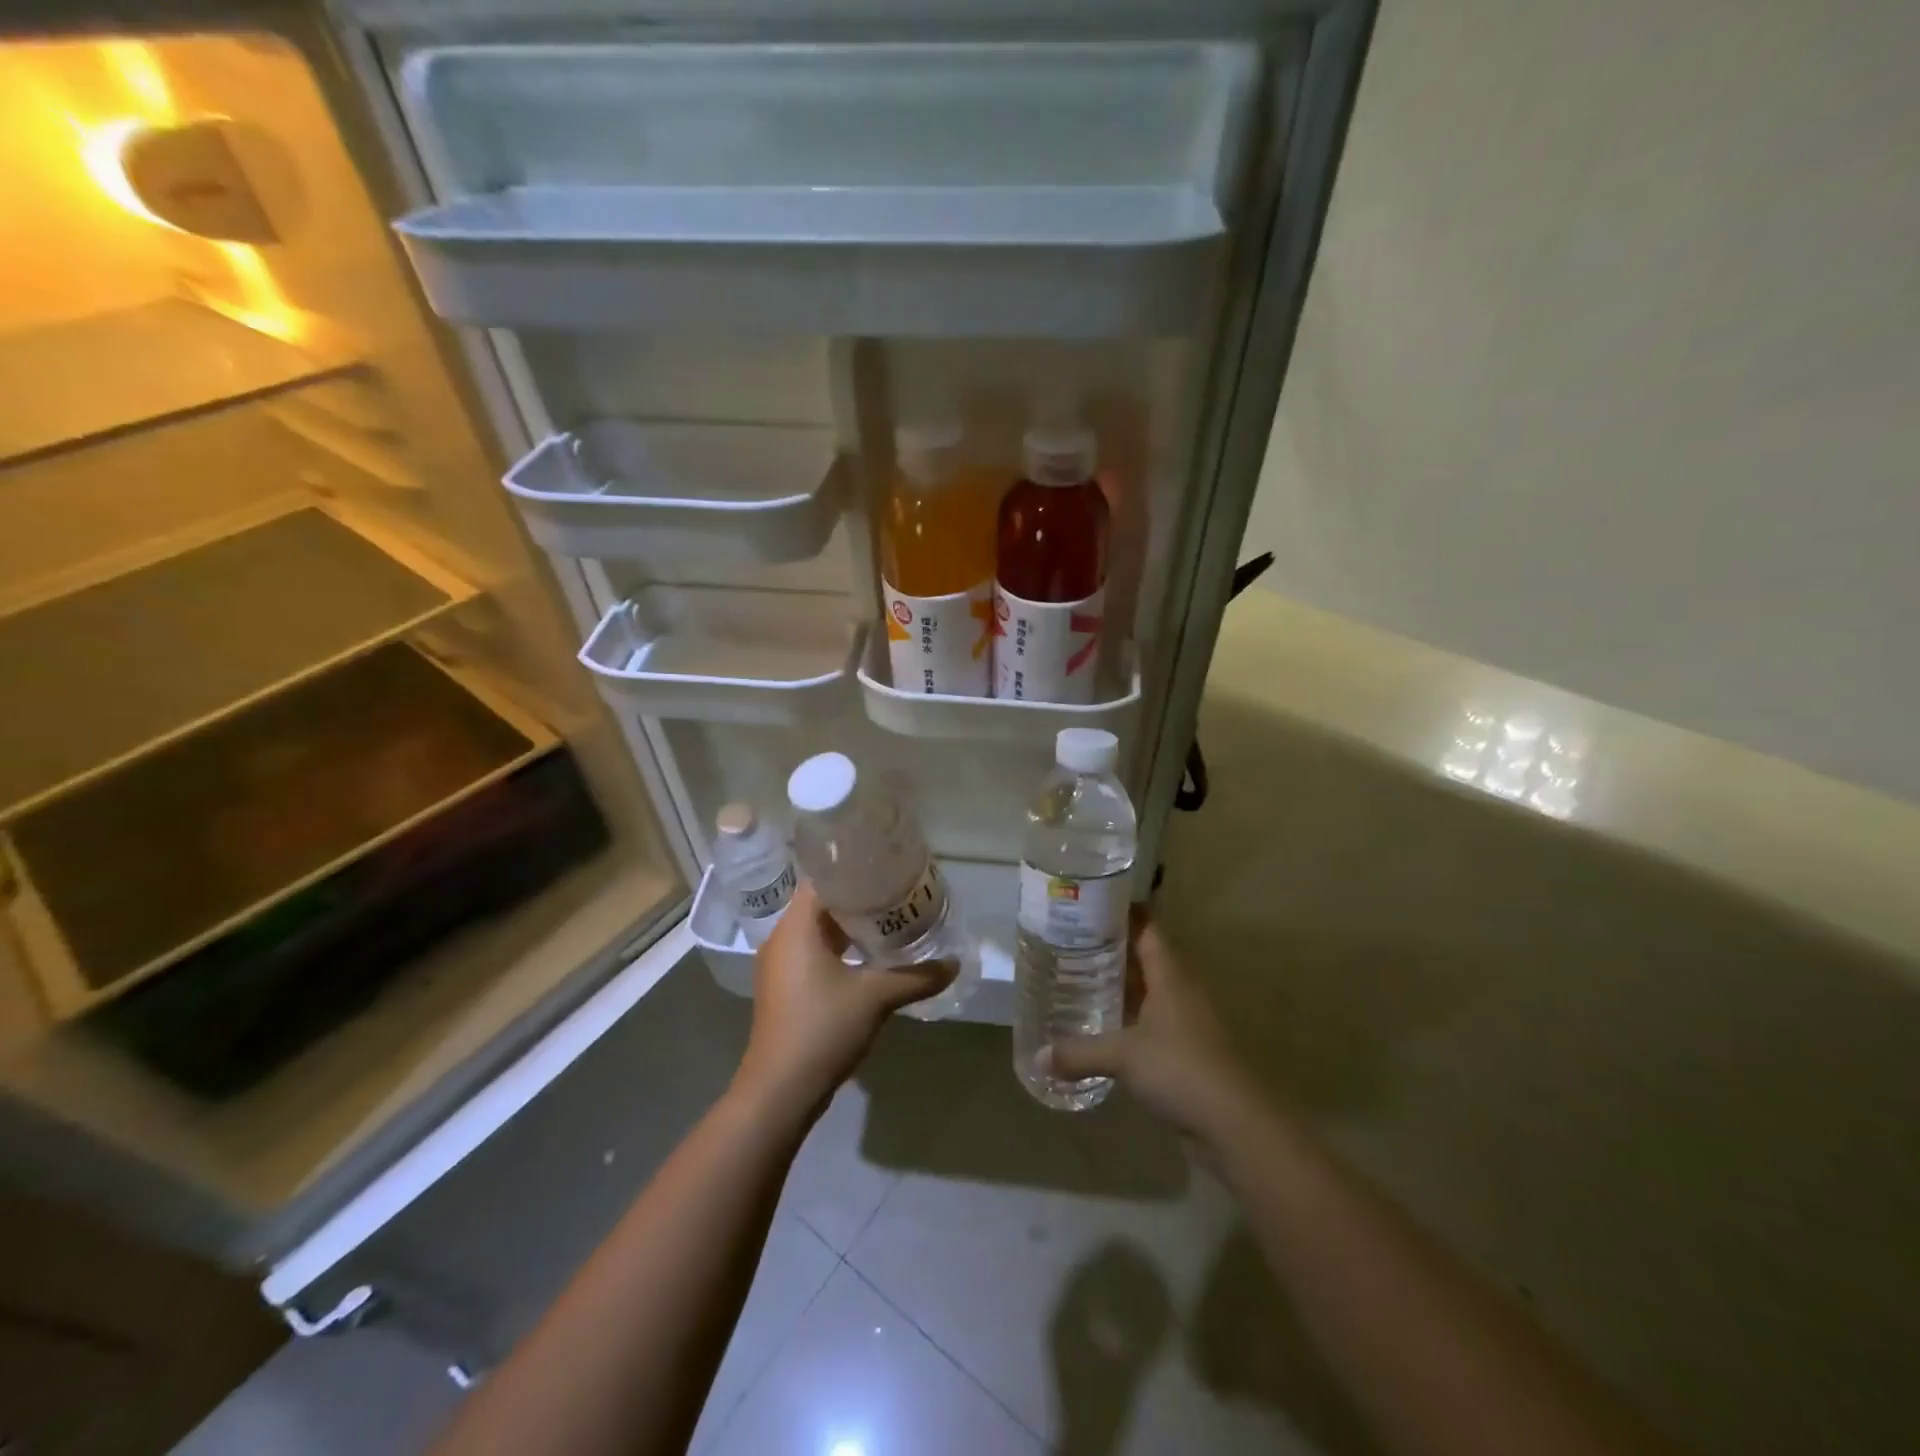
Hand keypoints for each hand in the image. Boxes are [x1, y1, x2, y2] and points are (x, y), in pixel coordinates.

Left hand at [734, 881, 954, 1116]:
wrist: (779, 1091)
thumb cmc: (822, 1029)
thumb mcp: (875, 997)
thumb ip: (916, 976)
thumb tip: (954, 963)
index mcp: (796, 927)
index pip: (823, 878)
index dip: (854, 868)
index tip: (886, 866)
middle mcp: (783, 939)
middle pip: (822, 903)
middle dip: (860, 897)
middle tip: (899, 891)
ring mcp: (781, 966)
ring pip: (819, 931)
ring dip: (852, 926)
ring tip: (892, 919)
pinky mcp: (786, 988)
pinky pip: (815, 953)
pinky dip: (842, 949)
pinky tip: (872, 957)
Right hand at [1051, 914, 1256, 1141]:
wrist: (1236, 1124)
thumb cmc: (1180, 1069)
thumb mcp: (1123, 1056)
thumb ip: (1080, 1052)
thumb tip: (1038, 1057)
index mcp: (1171, 975)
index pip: (1147, 929)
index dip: (1122, 914)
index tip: (1090, 905)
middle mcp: (1182, 990)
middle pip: (1147, 958)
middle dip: (1113, 951)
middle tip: (1072, 943)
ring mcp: (1189, 1021)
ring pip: (1151, 992)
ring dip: (1123, 987)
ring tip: (1081, 980)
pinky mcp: (1190, 1051)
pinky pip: (1155, 1024)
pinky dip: (1131, 1021)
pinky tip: (1105, 1028)